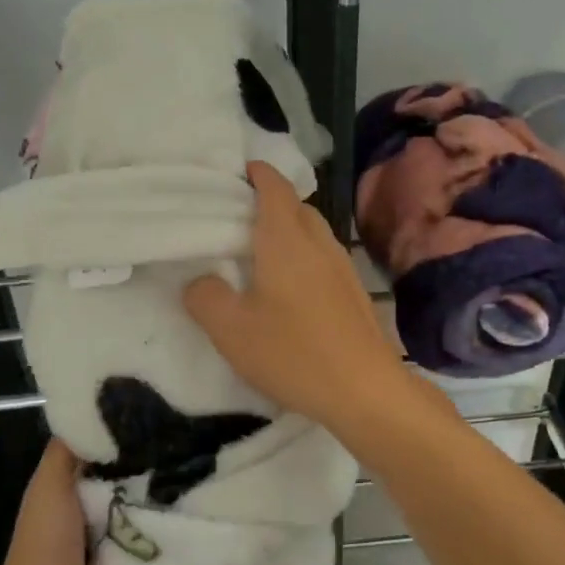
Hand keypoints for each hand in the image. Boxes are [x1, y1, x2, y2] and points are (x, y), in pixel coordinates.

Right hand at [183, 160, 410, 431]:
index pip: (274, 186)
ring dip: (288, 232)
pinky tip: (290, 290)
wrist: (365, 390)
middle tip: (237, 220)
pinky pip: (324, 259)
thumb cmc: (293, 352)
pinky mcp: (354, 293)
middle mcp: (319, 243)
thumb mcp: (230, 329)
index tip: (236, 173)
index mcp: (286, 239)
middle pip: (296, 207)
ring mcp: (343, 268)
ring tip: (260, 254)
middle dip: (269, 203)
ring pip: (313, 233)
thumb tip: (200, 280)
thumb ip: (205, 296)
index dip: (256, 173)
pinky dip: (304, 258)